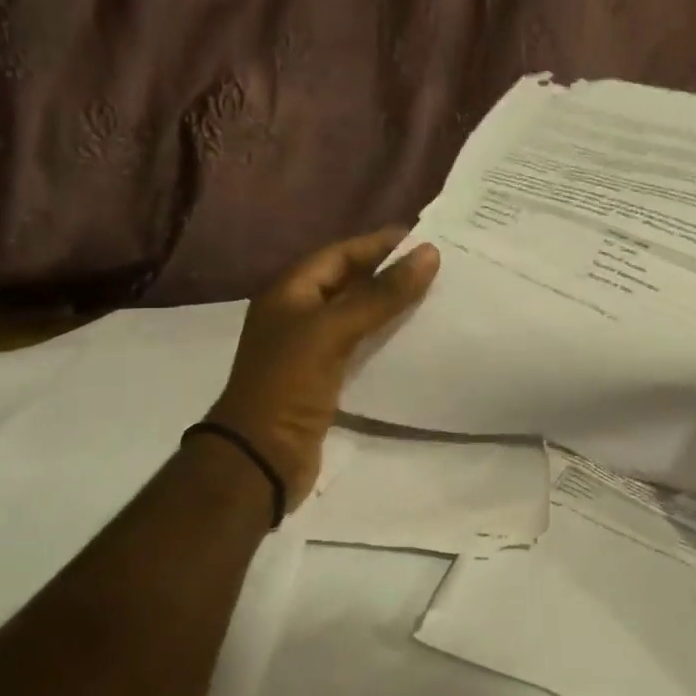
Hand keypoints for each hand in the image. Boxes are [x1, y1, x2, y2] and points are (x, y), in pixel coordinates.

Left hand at [207, 227, 439, 506]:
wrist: (261, 456)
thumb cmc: (289, 383)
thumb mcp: (333, 330)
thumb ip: (380, 294)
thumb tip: (428, 253)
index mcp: (289, 292)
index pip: (338, 254)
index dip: (377, 244)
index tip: (422, 239)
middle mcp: (296, 314)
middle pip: (348, 282)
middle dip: (387, 273)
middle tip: (434, 268)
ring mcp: (308, 348)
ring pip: (355, 315)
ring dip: (388, 306)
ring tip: (432, 298)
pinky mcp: (323, 378)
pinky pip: (358, 346)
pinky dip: (383, 338)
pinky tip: (412, 339)